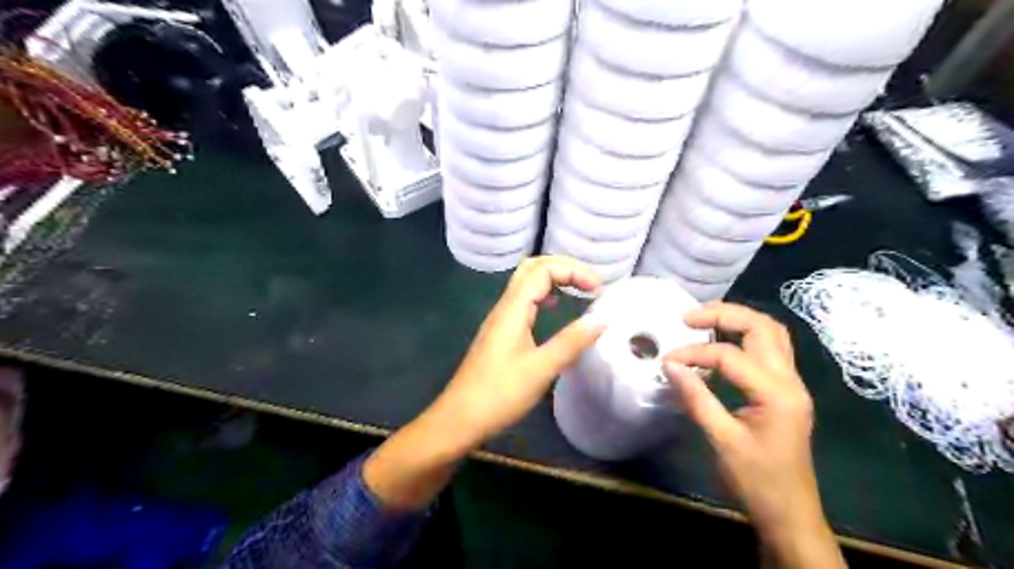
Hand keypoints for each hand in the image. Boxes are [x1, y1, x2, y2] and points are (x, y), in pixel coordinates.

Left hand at [424, 256, 599, 447]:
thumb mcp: (540, 369)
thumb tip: (602, 319)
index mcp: (512, 309)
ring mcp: (500, 320)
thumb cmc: (499, 394)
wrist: (459, 419)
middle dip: (563, 267)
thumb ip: (571, 342)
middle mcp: (504, 307)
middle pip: (532, 268)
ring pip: (526, 284)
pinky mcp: (500, 334)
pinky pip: (524, 301)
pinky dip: (544, 295)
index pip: (542, 269)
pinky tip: (554, 308)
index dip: (573, 270)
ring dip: (554, 279)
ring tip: (579, 290)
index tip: (599, 288)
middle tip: (590, 283)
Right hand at [663, 301, 844, 566]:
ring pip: (771, 333)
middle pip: (763, 327)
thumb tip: (669, 365)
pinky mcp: (786, 391)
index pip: (730, 356)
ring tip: (704, 321)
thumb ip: (695, 397)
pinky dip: (745, 337)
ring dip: (738, 320)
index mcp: (776, 393)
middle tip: (689, 318)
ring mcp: (792, 384)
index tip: (667, 360)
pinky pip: (770, 349)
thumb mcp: (721, 440)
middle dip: (724, 314)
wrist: (790, 513)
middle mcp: (790, 380)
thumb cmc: (756, 480)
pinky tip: (722, 343)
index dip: (694, 354)